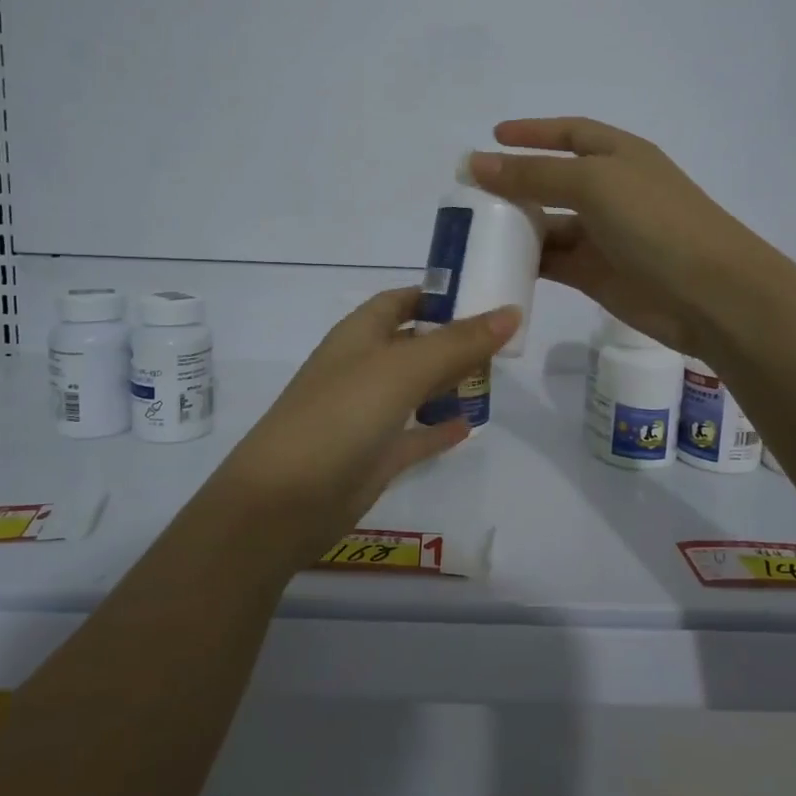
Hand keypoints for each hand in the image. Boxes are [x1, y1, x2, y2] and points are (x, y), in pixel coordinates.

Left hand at [205, 289, 519, 570]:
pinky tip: (471, 426)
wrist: (284, 500)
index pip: (400, 301)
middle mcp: (361, 369)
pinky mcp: (373, 457)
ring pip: (415, 389)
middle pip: (413, 344)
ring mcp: (365, 414)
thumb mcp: (402, 369)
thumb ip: (458, 342)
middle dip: (452, 340)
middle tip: (503, 341)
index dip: (436, 295)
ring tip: (494, 378)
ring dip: (448, 383)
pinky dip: (438, 429)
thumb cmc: (341, 415)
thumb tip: (511, 311)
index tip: (482, 296)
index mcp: (358, 336)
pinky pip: (414, 435)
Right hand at [469, 117, 762, 357]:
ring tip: (473, 230)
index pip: (570, 133)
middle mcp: (611, 191)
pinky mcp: (596, 274)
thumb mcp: (593, 184)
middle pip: (553, 180)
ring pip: (549, 224)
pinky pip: (553, 262)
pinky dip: (527, 262)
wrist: (709, 293)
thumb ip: (533, 174)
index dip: (533, 132)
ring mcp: (604, 235)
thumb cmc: (654, 221)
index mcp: (618, 156)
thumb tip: (476, 162)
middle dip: (515, 182)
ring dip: (515, 225)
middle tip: (470, 192)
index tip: (493, 136)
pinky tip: (496, 263)